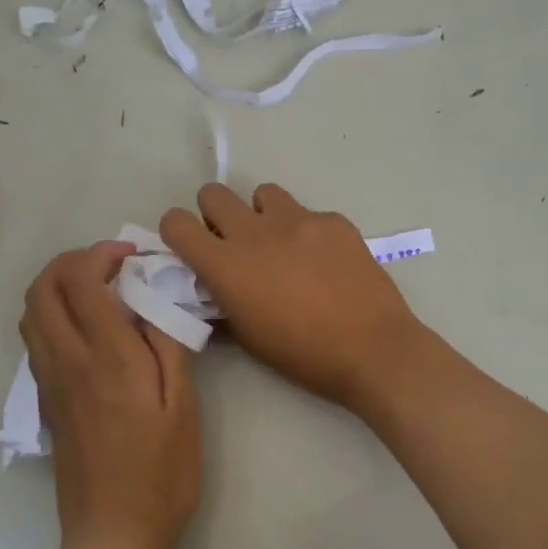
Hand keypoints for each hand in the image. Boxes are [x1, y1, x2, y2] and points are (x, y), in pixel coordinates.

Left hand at [21, 242, 201, 548]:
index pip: (83, 281)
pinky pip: (36, 340)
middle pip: (43, 289)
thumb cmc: (162, 474)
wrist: (113, 536)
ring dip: (57, 286)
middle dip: (72, 262)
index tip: (132, 255)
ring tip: (99, 290)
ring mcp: (49, 384)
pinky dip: (53, 315)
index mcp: (108, 359)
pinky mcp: (45, 403)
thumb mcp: (184, 408)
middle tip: (111, 266)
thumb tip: (154, 305)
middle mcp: (68, 362)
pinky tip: (90, 330)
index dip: (102, 254)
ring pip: (31, 313)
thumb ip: (169, 348)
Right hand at [160, 184, 426, 409]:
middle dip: (216, 214)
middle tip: (236, 242)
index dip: (178, 232)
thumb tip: (213, 288)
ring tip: (282, 245)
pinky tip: (325, 261)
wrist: (372, 348)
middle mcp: (255, 232)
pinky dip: (307, 231)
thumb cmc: (303, 355)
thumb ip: (222, 304)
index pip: (176, 222)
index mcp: (226, 265)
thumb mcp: (249, 337)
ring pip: (263, 193)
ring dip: (263, 214)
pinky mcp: (333, 220)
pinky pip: (308, 213)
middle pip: (214, 193)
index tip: (193, 248)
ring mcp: (298, 220)